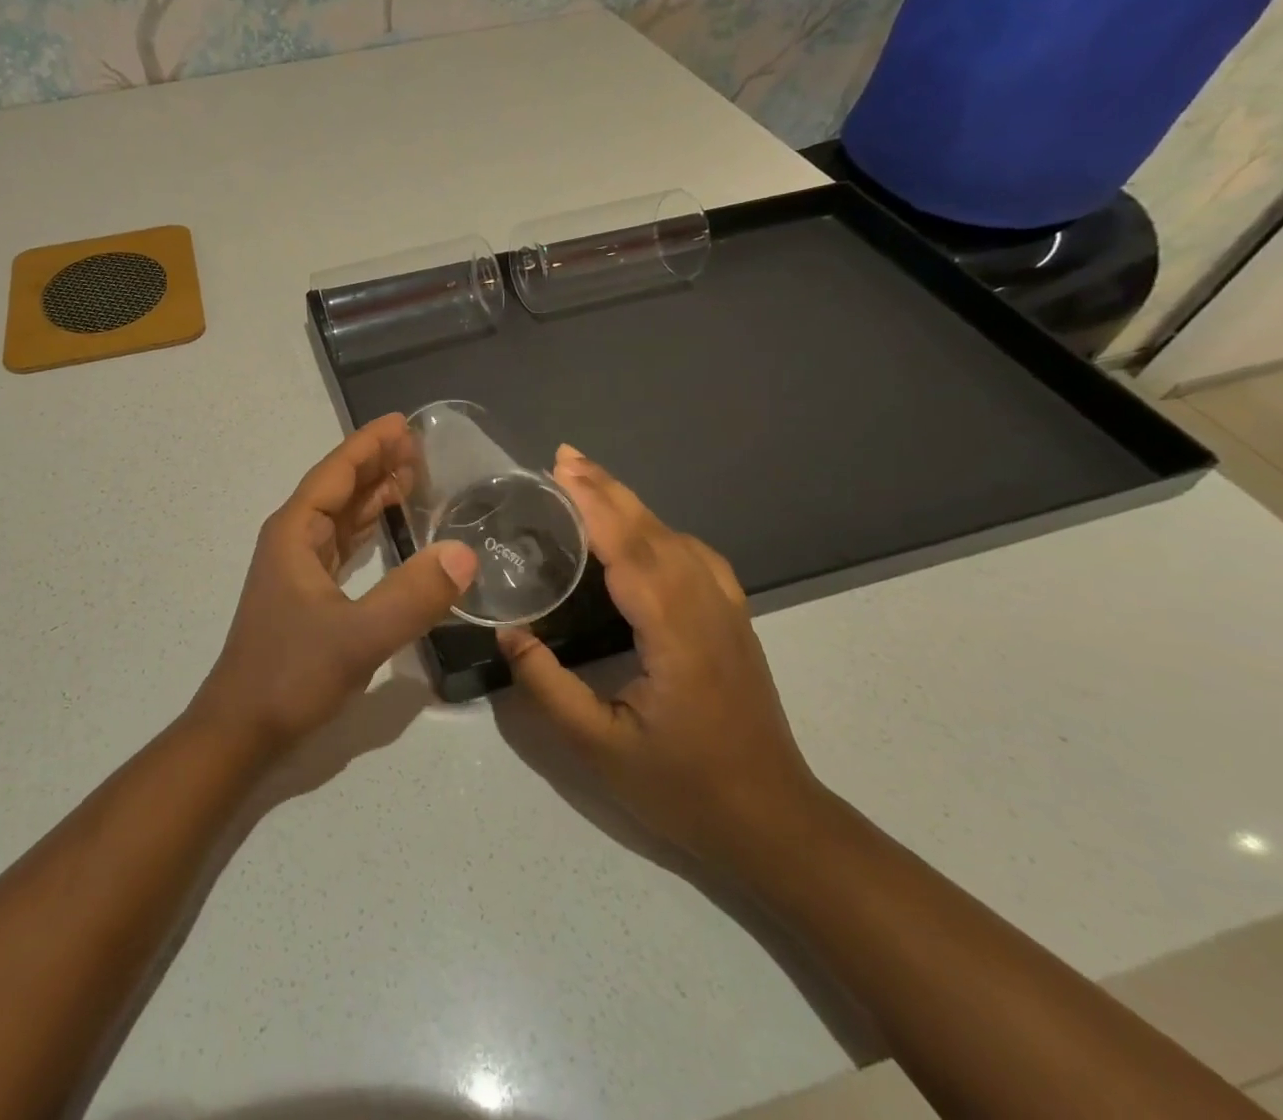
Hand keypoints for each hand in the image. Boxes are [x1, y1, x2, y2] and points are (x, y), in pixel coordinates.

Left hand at [189, 414, 478, 758]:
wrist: (242, 729)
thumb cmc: (290, 675)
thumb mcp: (357, 637)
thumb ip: (412, 597)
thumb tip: (465, 554)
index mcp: (295, 532)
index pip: (336, 473)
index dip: (368, 445)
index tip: (403, 423)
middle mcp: (294, 540)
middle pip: (338, 488)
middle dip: (376, 463)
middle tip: (421, 445)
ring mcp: (298, 567)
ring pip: (340, 516)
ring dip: (373, 494)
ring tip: (414, 476)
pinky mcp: (307, 594)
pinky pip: (342, 545)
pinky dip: (368, 529)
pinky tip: (389, 528)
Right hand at [497, 446, 822, 868]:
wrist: (774, 825)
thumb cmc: (684, 789)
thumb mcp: (599, 748)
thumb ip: (548, 687)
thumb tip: (508, 633)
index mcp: (676, 634)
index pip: (631, 551)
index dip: (594, 505)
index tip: (559, 470)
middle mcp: (706, 609)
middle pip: (655, 532)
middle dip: (607, 489)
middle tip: (563, 457)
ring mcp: (727, 613)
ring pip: (678, 538)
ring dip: (632, 503)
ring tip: (589, 482)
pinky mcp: (733, 623)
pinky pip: (696, 557)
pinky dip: (661, 529)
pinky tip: (643, 533)